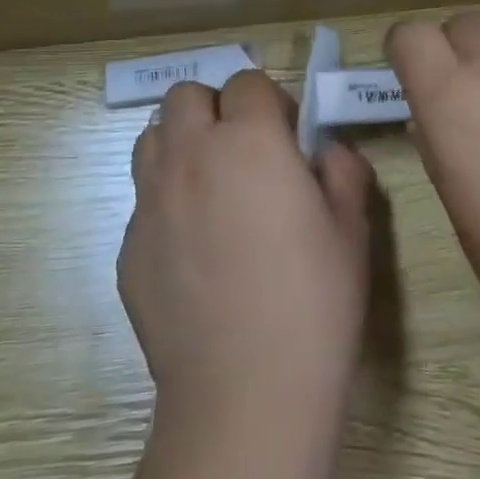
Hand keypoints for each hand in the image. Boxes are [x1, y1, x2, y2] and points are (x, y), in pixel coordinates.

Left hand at [121, 70, 374, 424]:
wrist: (244, 397)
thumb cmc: (313, 305)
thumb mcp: (351, 231)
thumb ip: (343, 171)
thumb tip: (328, 152)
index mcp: (249, 141)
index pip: (247, 81)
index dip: (270, 102)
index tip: (287, 137)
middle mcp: (191, 155)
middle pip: (185, 95)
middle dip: (215, 108)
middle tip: (243, 152)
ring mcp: (151, 200)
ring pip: (152, 137)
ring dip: (180, 144)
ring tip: (210, 186)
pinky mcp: (128, 246)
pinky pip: (143, 199)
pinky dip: (166, 202)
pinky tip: (193, 250)